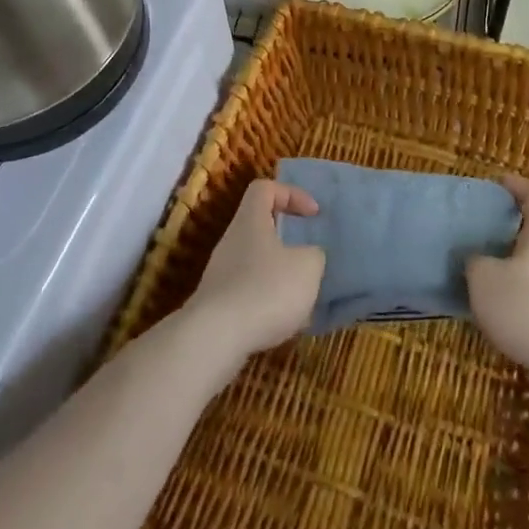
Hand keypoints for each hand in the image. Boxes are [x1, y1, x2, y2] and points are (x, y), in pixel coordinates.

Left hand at [183, 179, 324, 366]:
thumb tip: (309, 256)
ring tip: (302, 297)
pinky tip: (284, 324)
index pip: (265, 188)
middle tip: (309, 257)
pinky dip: (268, 303)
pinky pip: (249, 294)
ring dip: (281, 276)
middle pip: (260, 227)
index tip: (312, 215)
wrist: (215, 339)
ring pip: (257, 263)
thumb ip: (314, 255)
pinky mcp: (218, 306)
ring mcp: (221, 274)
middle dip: (288, 241)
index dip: (291, 194)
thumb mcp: (307, 267)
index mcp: (250, 221)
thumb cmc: (266, 290)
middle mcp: (232, 241)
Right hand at [467, 174, 528, 376]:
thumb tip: (476, 259)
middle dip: (511, 227)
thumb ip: (475, 262)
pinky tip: (503, 309)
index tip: (498, 183)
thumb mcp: (485, 280)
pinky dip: (523, 291)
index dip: (516, 185)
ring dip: (515, 263)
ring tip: (486, 272)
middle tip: (483, 230)